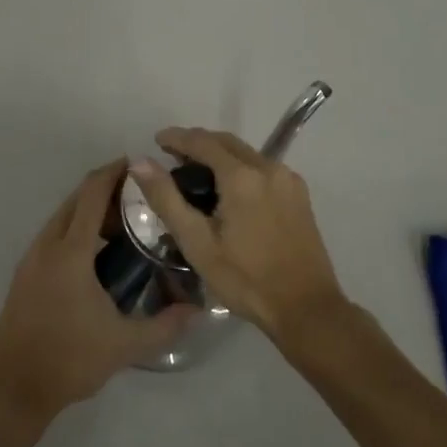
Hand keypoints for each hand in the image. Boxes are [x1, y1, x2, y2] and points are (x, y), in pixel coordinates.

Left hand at [0, 159, 194, 432]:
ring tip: (123, 224)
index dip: (114, 173)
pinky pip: (53, 235)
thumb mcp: (124, 345)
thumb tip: (198, 310)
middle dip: (105, 189)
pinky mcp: (24, 274)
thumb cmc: (69, 360)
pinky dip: (75, 228)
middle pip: (76, 200)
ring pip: (62, 217)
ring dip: (89, 210)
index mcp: (71, 252)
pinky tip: (96, 254)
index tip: (138, 165)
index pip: (92, 195)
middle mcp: (47, 245)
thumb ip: (165, 325)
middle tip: (139, 197)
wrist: (12, 389)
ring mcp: (31, 258)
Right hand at [130, 129, 348, 340]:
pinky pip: (262, 168)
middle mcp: (268, 167)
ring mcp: (288, 179)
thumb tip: (140, 162)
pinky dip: (240, 167)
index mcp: (242, 176)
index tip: (157, 140)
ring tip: (197, 172)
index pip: (203, 141)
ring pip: (246, 153)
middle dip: (198, 143)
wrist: (306, 308)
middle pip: (226, 142)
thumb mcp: (197, 243)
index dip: (177, 137)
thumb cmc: (246, 279)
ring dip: (220, 154)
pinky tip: (229, 190)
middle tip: (172, 156)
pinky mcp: (299, 194)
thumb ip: (167, 199)